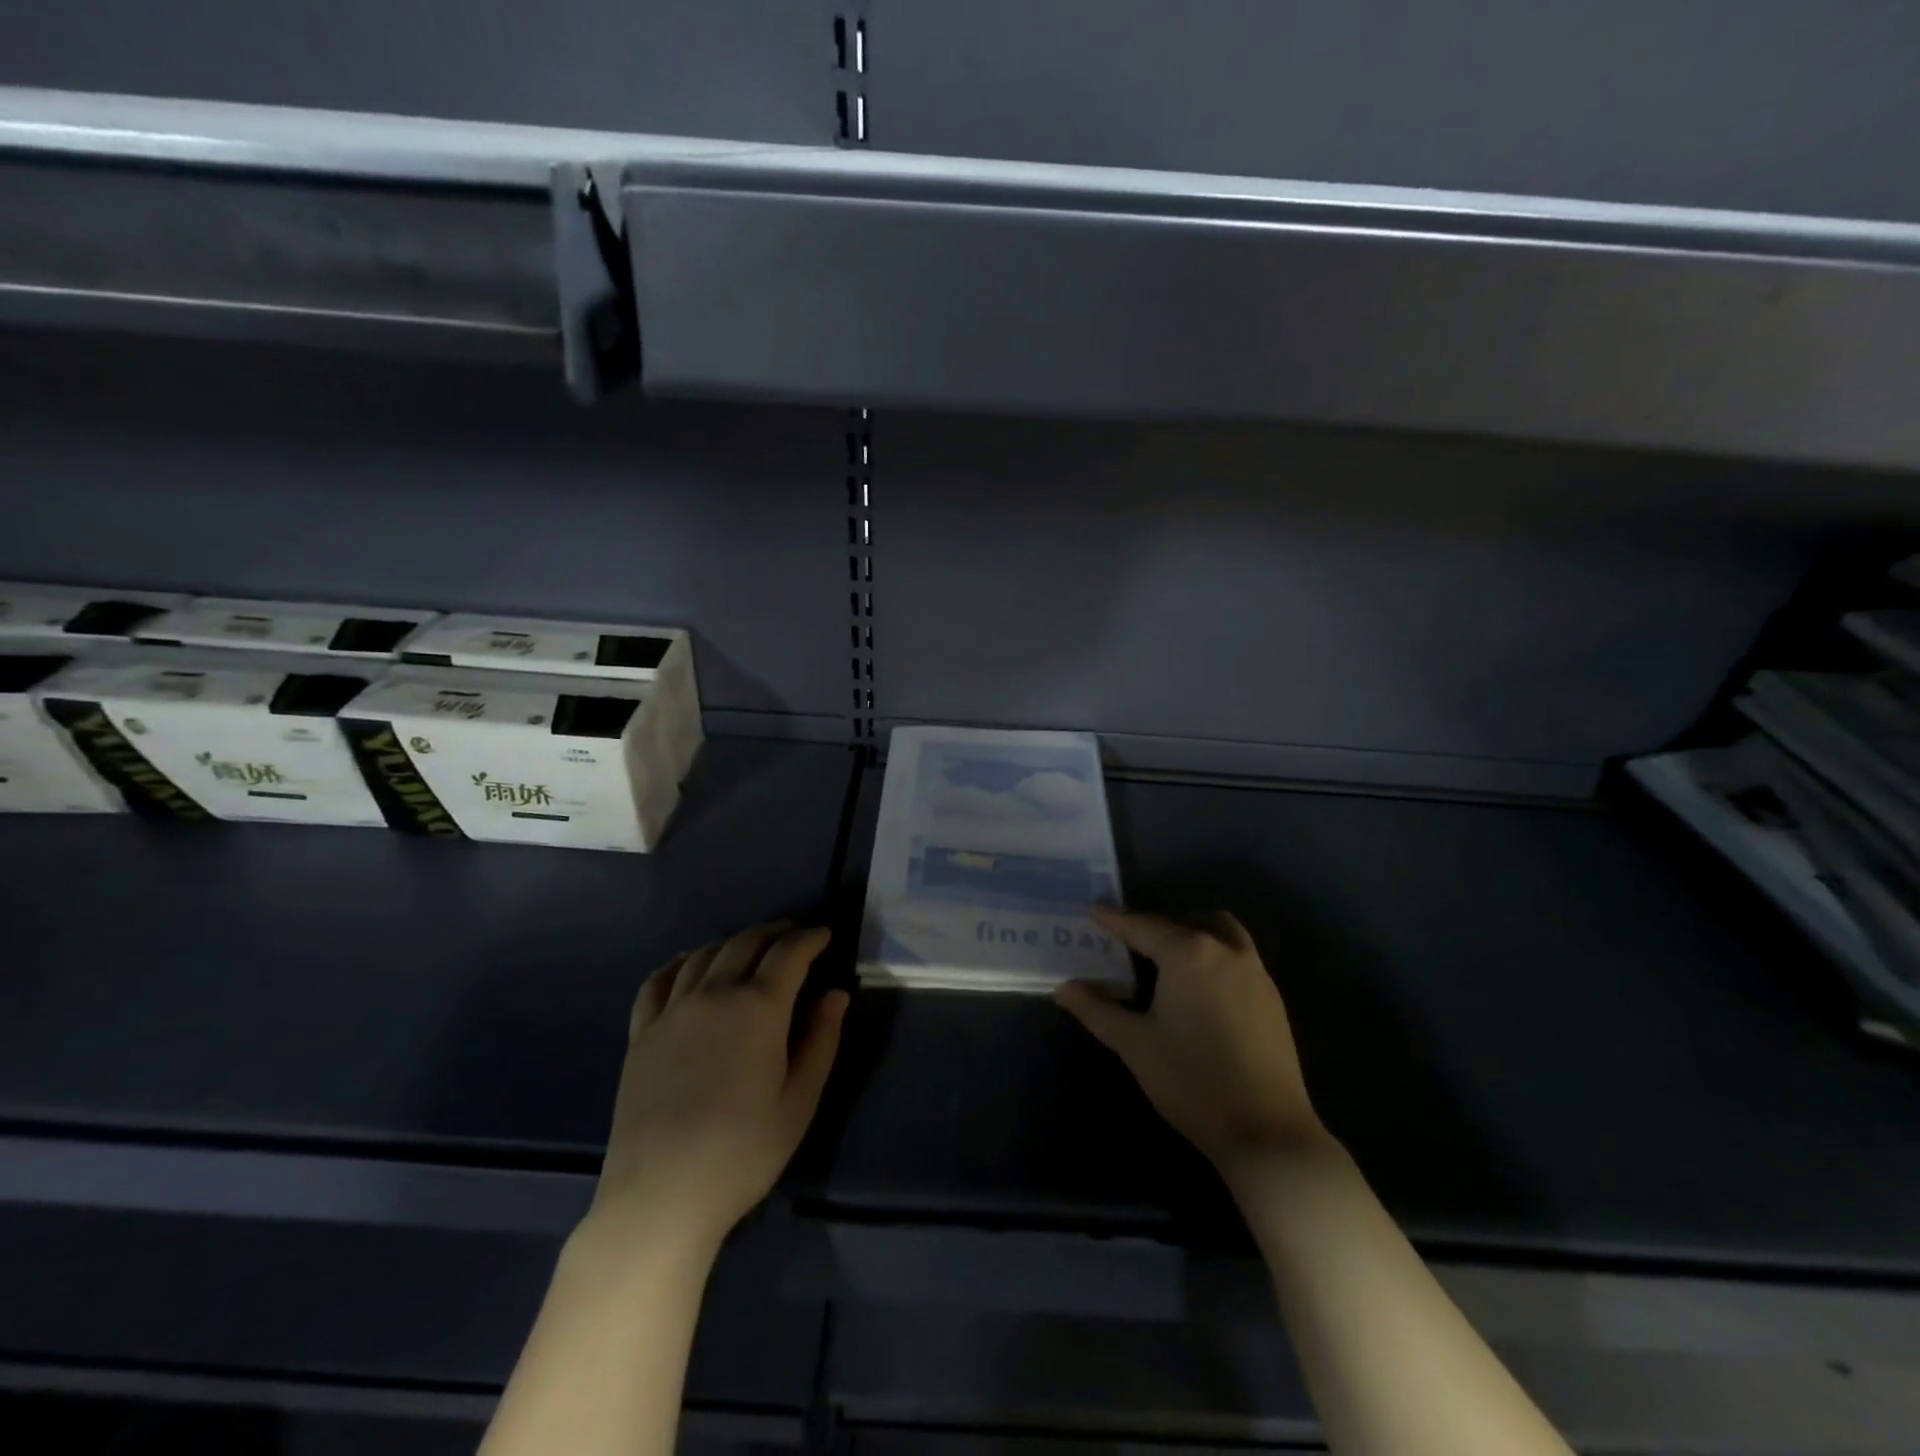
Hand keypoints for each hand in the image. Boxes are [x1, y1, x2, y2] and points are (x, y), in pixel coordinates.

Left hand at [586, 923, 849, 1258]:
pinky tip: (688, 964)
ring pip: (705, 954)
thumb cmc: (743, 1151)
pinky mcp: (641, 1034)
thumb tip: (835, 993)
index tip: (825, 935)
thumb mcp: (800, 1100)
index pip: (789, 953)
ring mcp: (672, 1011)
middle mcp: (714, 994)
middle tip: (793, 935)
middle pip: (746, 943)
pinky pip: (658, 981)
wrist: (661, 1196)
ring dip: (733, 942)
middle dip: (775, 932)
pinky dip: (679, 963)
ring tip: (749, 947)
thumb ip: (822, 1039)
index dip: (810, 938)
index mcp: (758, 1007)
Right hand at [1056, 907, 1327, 1181]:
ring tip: (1167, 959)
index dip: (1115, 920)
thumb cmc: (1192, 1081)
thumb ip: (1097, 1010)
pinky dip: (1215, 956)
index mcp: (1189, 954)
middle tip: (1130, 943)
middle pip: (1187, 922)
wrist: (1266, 1133)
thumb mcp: (1134, 1044)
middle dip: (1157, 925)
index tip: (1094, 912)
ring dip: (1193, 934)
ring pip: (1221, 933)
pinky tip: (1200, 990)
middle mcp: (1226, 951)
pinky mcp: (1273, 999)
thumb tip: (1063, 989)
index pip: (1143, 926)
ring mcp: (1256, 973)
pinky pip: (1239, 958)